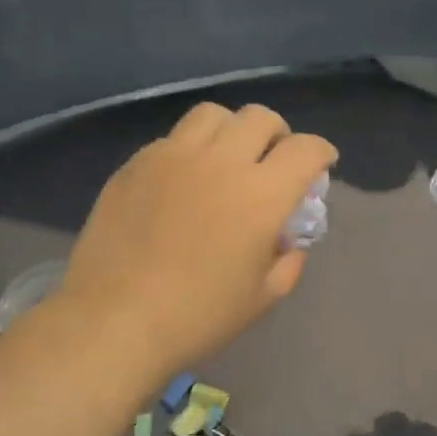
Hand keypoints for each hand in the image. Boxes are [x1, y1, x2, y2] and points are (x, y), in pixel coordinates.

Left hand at [51, 102, 337, 378]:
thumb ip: (289, 261)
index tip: (321, 164)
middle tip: (273, 161)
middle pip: (260, 118)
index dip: (321, 152)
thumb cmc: (198, 316)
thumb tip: (289, 240)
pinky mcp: (136, 164)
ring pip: (214, 115)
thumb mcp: (263, 297)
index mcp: (261, 195)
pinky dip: (191, 149)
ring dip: (232, 130)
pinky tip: (184, 180)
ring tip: (227, 158)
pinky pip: (173, 138)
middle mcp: (221, 161)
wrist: (115, 320)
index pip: (305, 149)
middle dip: (278, 134)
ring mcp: (173, 156)